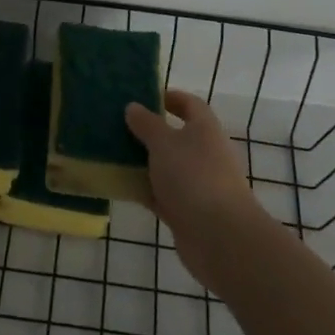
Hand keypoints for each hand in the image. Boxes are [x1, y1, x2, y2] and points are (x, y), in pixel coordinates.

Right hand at [125, 90, 266, 289]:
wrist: (220, 237)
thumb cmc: (193, 177)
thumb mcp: (164, 143)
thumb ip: (146, 124)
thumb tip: (133, 106)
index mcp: (205, 129)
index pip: (189, 104)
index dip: (169, 97)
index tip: (143, 97)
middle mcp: (205, 153)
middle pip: (176, 136)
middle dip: (150, 132)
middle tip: (119, 127)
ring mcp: (198, 184)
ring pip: (167, 166)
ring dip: (145, 162)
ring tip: (114, 154)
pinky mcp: (189, 211)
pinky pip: (163, 193)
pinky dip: (146, 189)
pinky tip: (122, 186)